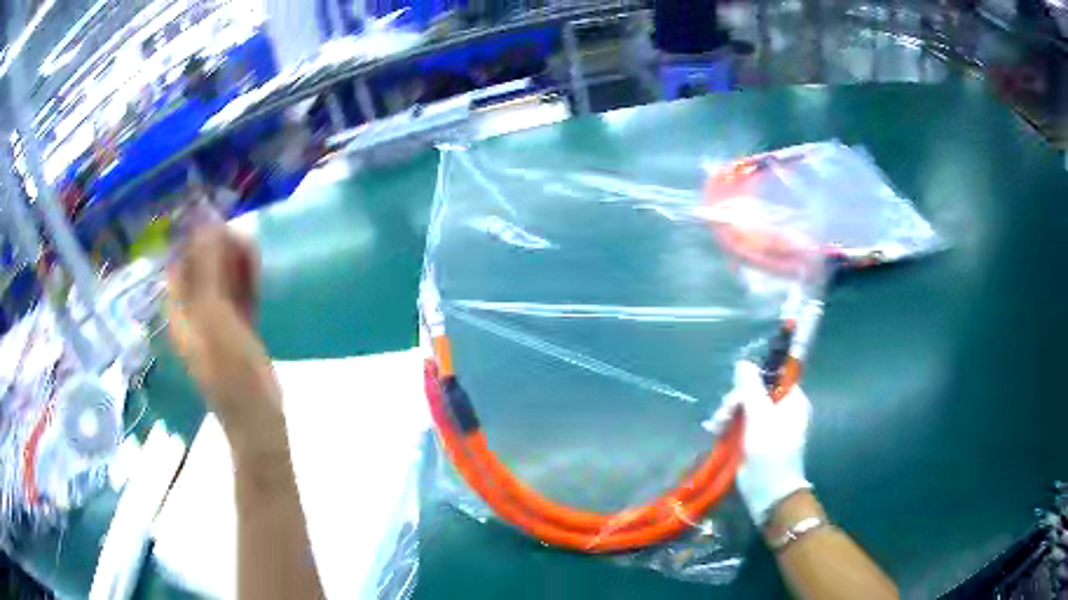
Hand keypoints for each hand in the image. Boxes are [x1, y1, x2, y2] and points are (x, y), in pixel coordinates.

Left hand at [168, 226, 280, 441]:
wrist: (257, 416)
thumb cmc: (230, 368)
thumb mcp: (214, 315)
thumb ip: (208, 269)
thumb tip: (206, 223)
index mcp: (180, 312)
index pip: (181, 264)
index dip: (194, 240)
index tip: (216, 219)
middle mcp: (194, 314)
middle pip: (201, 271)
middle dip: (217, 249)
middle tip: (240, 231)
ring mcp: (216, 323)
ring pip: (221, 282)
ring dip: (233, 262)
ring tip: (251, 244)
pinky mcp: (238, 330)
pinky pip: (238, 296)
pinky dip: (245, 280)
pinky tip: (256, 264)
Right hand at [712, 361, 811, 524]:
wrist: (769, 495)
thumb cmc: (771, 454)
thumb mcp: (760, 418)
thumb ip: (751, 390)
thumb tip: (743, 362)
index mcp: (792, 400)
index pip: (772, 377)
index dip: (753, 380)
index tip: (737, 392)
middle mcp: (782, 410)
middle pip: (754, 392)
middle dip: (736, 401)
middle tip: (723, 415)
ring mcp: (768, 426)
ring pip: (744, 408)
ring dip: (728, 415)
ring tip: (716, 428)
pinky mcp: (755, 441)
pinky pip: (740, 424)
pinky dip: (728, 427)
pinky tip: (716, 432)